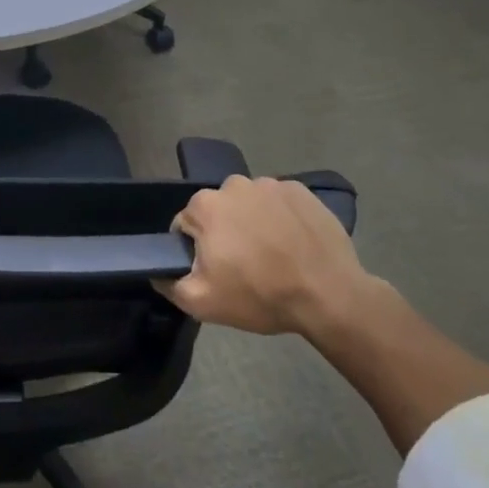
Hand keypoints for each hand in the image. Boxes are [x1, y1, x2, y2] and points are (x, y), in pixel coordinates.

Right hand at [158, 176, 372, 335]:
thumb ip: (168, 284)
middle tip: (245, 267)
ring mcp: (270, 185)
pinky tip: (294, 245)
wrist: (330, 296)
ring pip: (249, 205)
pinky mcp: (302, 191)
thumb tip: (158, 271)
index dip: (197, 251)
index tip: (217, 272)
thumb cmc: (260, 295)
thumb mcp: (202, 302)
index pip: (186, 226)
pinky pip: (280, 203)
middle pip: (218, 212)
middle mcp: (233, 184)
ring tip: (273, 256)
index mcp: (205, 205)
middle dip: (225, 233)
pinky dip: (281, 219)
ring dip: (253, 224)